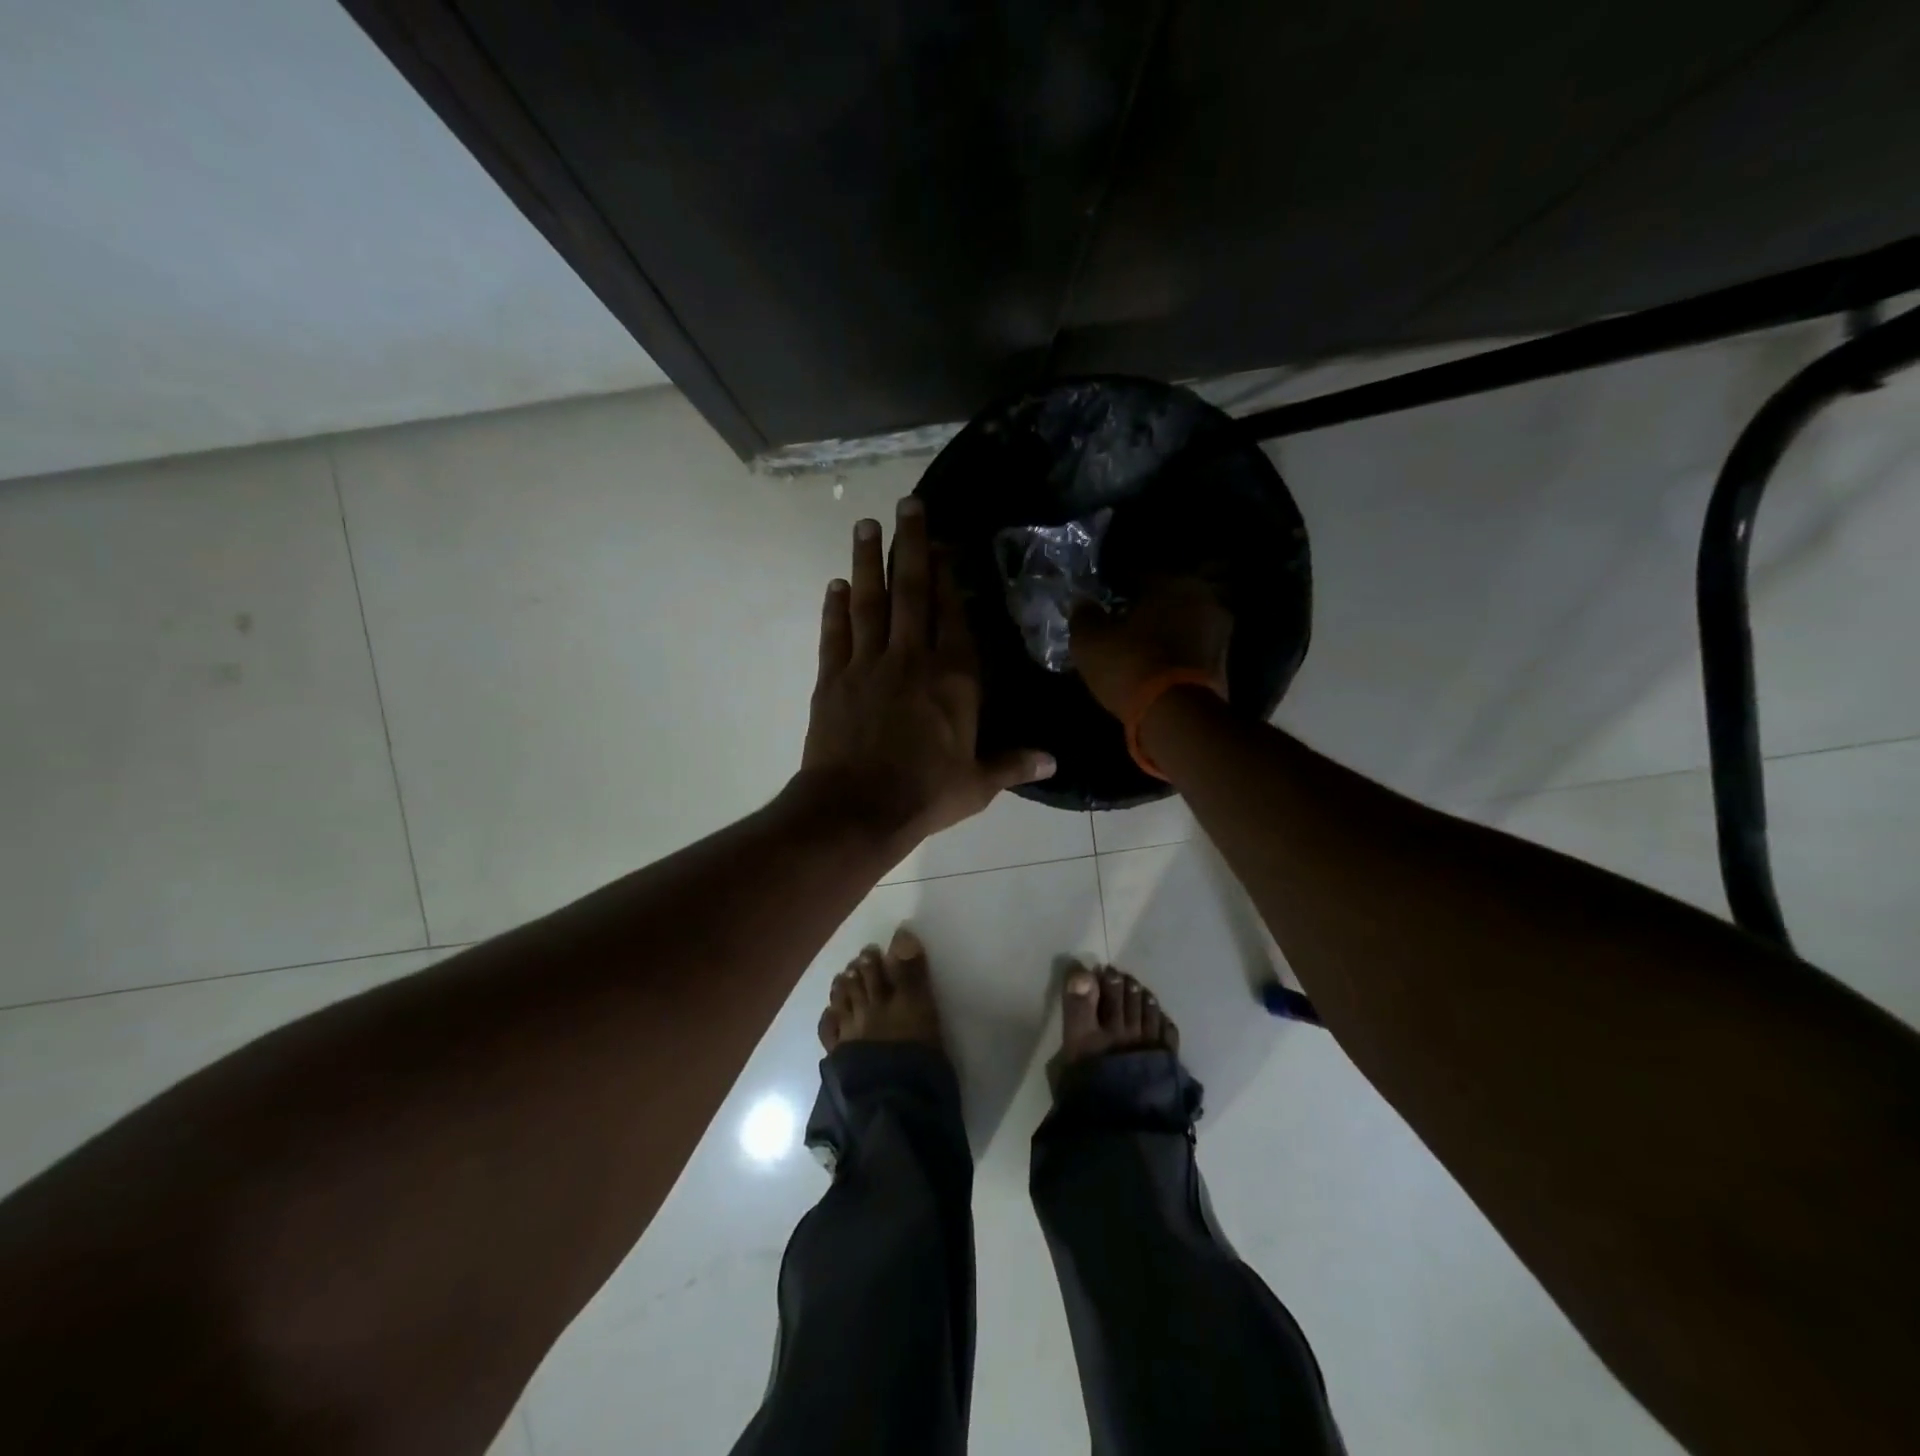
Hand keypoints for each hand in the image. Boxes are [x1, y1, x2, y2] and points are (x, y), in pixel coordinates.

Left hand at [800, 497, 1054, 848]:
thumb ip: (1013, 764)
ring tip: (867, 524)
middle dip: (912, 545)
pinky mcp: (832, 679)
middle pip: (912, 591)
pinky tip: (835, 584)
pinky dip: (834, 608)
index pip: (954, 615)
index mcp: (953, 678)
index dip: (952, 577)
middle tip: (908, 505)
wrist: (857, 809)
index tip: (948, 543)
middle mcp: (911, 659)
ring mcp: (867, 664)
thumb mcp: (977, 784)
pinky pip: (835, 634)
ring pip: (869, 602)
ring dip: (868, 561)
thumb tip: (1053, 761)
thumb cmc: (925, 794)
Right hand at [1070, 576, 1232, 718]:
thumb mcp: (1090, 640)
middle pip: (1167, 600)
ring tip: (1136, 651)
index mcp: (1175, 582)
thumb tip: (1083, 604)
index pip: (1140, 575)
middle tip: (1119, 626)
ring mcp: (1220, 635)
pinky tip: (1153, 670)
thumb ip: (1084, 616)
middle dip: (1144, 611)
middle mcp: (1206, 600)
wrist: (1177, 717)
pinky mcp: (1224, 668)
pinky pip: (1190, 653)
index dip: (1117, 588)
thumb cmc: (1130, 664)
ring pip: (1182, 627)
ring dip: (1162, 635)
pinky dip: (1173, 657)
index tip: (1101, 602)